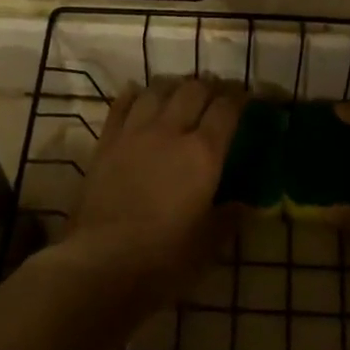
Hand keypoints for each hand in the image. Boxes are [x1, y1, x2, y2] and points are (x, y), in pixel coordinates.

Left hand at [57, 77, 246, 312]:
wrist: (101, 262)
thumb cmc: (163, 257)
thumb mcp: (208, 243)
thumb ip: (229, 218)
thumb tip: (244, 205)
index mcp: (204, 153)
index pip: (227, 109)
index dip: (241, 98)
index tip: (248, 98)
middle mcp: (171, 131)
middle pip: (194, 90)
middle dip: (210, 87)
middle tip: (217, 96)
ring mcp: (135, 133)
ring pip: (158, 90)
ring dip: (174, 86)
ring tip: (180, 94)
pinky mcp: (106, 142)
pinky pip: (122, 105)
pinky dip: (135, 95)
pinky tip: (140, 97)